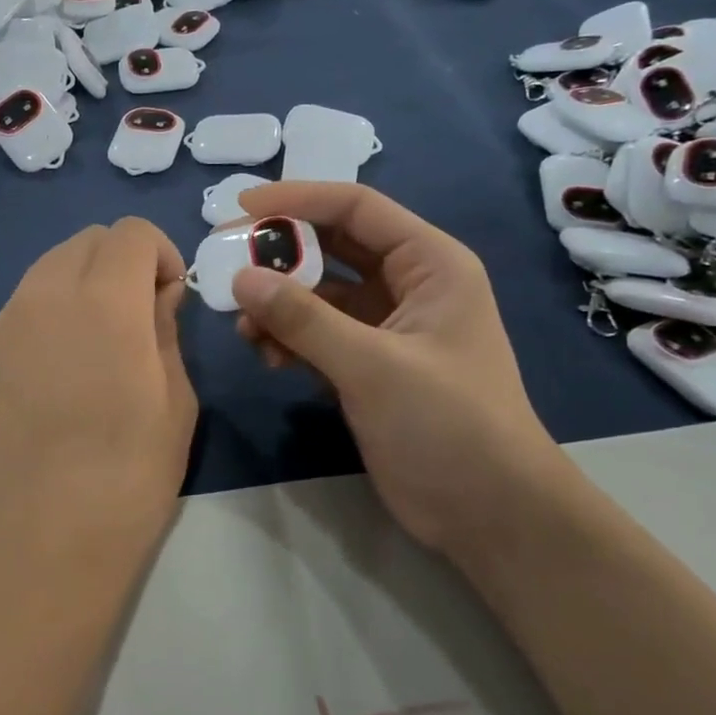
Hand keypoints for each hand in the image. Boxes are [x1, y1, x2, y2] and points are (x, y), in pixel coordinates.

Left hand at [0, 218, 196, 587]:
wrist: (49, 534)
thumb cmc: (131, 472)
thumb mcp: (175, 396)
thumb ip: (165, 328)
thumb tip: (159, 294)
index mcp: (104, 300)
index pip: (131, 232)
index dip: (160, 253)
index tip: (171, 296)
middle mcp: (49, 292)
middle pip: (91, 238)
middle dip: (125, 258)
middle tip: (145, 311)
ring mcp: (13, 317)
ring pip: (56, 259)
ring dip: (90, 274)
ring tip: (109, 330)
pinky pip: (33, 292)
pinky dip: (60, 296)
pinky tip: (75, 350)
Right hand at [230, 182, 569, 553]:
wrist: (490, 515)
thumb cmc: (448, 426)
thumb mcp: (373, 366)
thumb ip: (304, 319)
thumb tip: (241, 278)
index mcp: (430, 264)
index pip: (356, 209)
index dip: (298, 200)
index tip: (241, 206)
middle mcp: (408, 284)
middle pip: (332, 247)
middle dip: (279, 255)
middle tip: (225, 262)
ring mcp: (386, 326)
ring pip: (319, 294)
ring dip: (279, 304)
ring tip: (243, 326)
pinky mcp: (368, 364)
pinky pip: (317, 333)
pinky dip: (289, 338)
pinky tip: (267, 356)